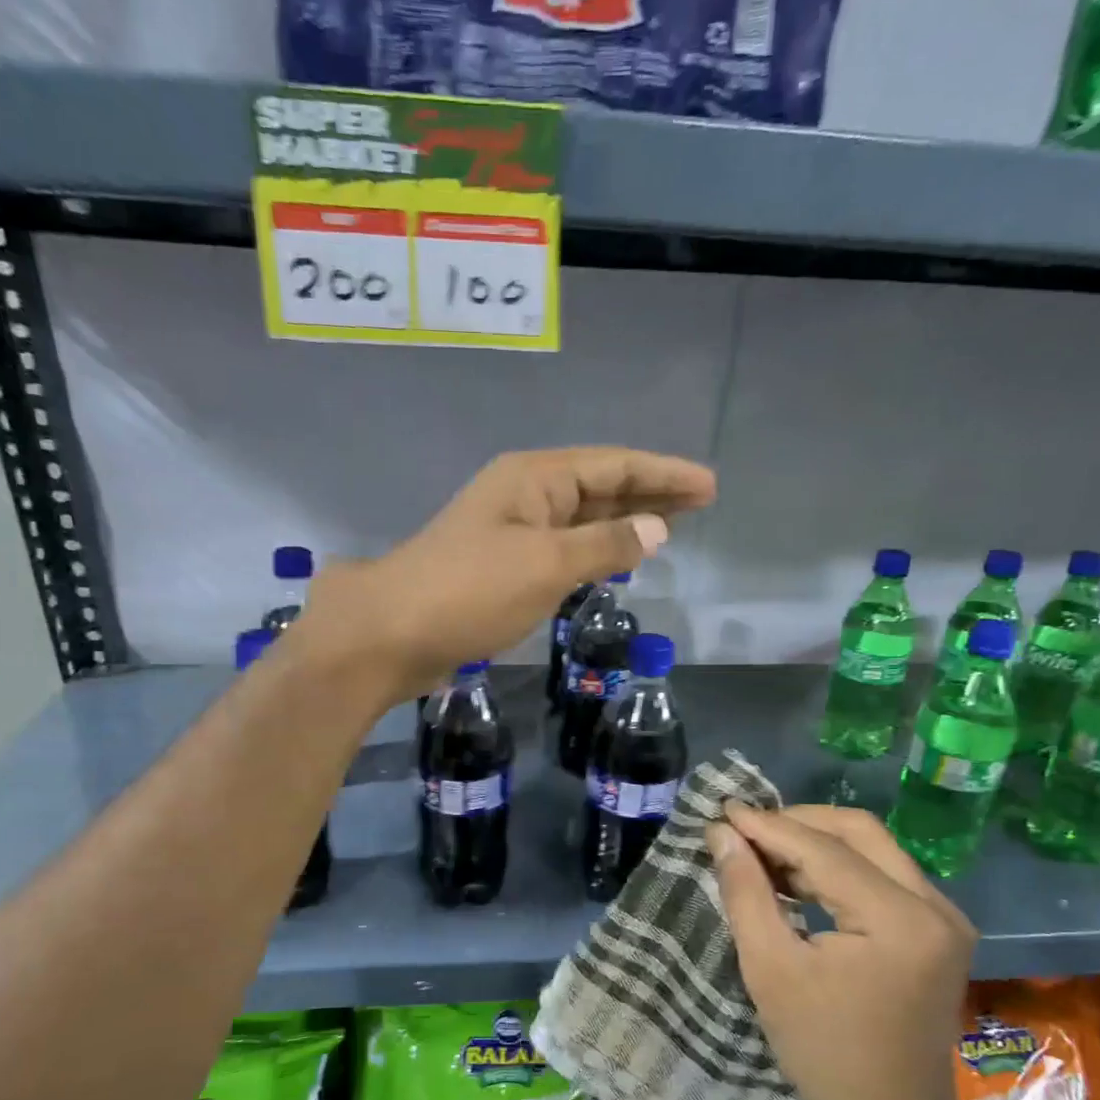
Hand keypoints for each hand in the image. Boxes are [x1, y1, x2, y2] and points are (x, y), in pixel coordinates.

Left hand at [303, 447, 714, 696]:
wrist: (390, 633)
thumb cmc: (470, 591)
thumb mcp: (546, 564)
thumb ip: (604, 545)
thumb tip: (655, 529)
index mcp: (534, 478)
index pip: (614, 466)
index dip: (664, 474)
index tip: (709, 486)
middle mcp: (524, 494)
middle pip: (600, 485)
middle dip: (650, 493)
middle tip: (700, 503)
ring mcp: (511, 530)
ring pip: (581, 517)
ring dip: (624, 520)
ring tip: (670, 525)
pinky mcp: (502, 565)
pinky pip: (564, 545)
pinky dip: (595, 549)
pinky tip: (614, 557)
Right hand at [706, 804, 975, 1099]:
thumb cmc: (823, 1050)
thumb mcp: (770, 969)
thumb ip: (746, 892)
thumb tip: (723, 833)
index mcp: (899, 920)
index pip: (825, 850)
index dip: (769, 826)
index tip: (724, 810)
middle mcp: (935, 906)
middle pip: (859, 832)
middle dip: (797, 823)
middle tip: (746, 829)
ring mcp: (945, 916)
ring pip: (874, 848)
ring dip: (817, 843)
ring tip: (763, 852)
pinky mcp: (940, 929)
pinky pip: (885, 874)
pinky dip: (840, 868)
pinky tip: (799, 878)